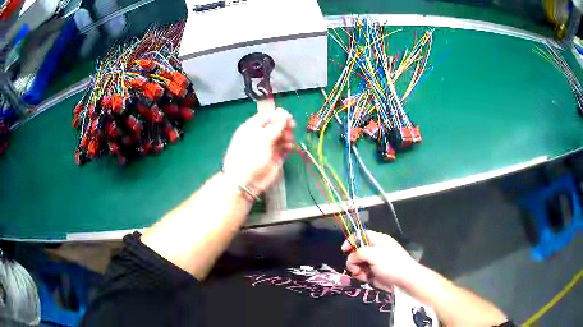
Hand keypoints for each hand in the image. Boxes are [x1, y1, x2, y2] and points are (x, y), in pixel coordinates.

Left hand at [223, 108, 294, 194]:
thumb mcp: (262, 139)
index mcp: (252, 128)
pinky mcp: (274, 158)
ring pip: (281, 136)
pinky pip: (284, 148)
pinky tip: (289, 147)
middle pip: (276, 125)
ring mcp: (268, 147)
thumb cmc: (249, 157)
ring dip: (287, 135)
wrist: (245, 182)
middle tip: (291, 127)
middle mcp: (260, 136)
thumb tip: (284, 114)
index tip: (288, 116)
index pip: (267, 116)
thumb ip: (275, 126)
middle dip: (284, 125)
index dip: (278, 115)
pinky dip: (288, 147)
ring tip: (289, 139)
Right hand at [341, 230, 419, 291]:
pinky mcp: (375, 272)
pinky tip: (364, 279)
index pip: (360, 235)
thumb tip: (351, 259)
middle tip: (354, 268)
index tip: (344, 250)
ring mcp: (376, 262)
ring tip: (360, 275)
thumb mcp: (373, 254)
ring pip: (359, 263)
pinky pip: (363, 272)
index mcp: (378, 240)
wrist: (405, 280)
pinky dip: (361, 275)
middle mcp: (376, 249)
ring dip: (356, 269)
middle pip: (357, 251)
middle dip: (353, 259)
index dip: (351, 241)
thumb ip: (358, 253)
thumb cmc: (391, 264)